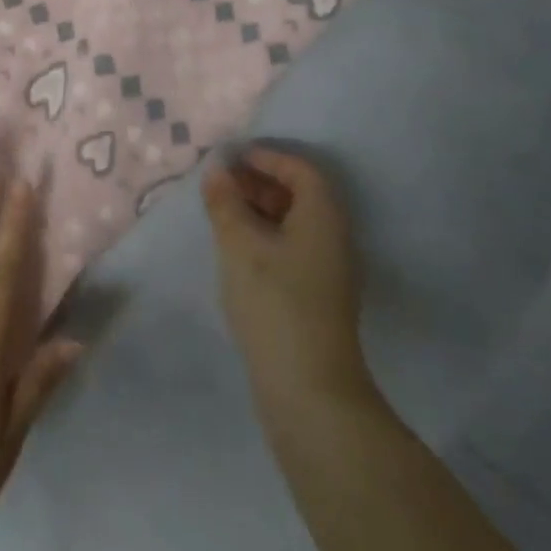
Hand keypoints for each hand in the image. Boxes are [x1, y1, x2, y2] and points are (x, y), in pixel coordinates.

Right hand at [202, 146, 367, 402]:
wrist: (310, 392)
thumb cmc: (275, 303)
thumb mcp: (239, 245)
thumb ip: (225, 203)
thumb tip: (217, 171)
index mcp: (323, 216)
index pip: (300, 170)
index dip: (267, 157)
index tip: (232, 158)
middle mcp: (334, 238)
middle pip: (300, 194)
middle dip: (260, 183)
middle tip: (222, 184)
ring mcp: (329, 271)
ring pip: (295, 223)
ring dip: (261, 211)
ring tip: (223, 214)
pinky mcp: (318, 298)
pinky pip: (293, 248)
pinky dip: (266, 237)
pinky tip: (238, 251)